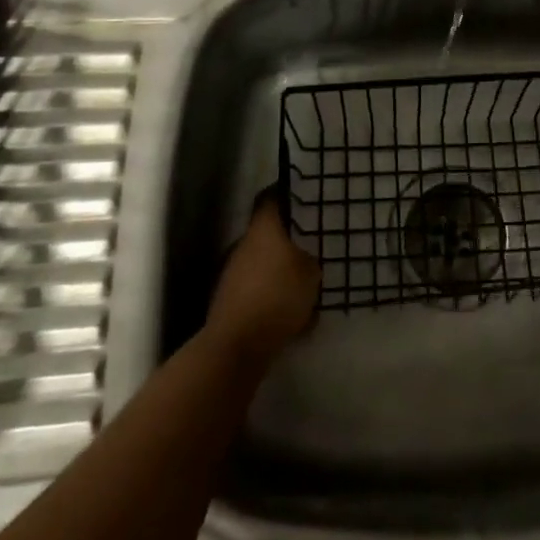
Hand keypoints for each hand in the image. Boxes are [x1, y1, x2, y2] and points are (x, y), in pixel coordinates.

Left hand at [206, 195, 320, 367]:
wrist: (236, 345)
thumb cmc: (278, 297)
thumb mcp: (311, 274)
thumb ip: (311, 261)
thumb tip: (306, 258)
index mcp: (263, 230)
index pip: (270, 198)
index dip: (285, 194)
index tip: (302, 195)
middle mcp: (243, 245)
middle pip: (266, 232)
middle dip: (287, 238)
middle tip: (311, 243)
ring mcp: (231, 273)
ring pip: (261, 261)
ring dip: (278, 268)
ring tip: (304, 282)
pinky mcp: (228, 300)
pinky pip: (256, 288)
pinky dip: (270, 294)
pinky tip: (290, 313)